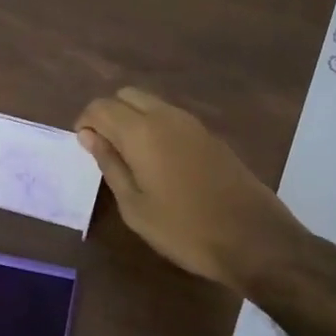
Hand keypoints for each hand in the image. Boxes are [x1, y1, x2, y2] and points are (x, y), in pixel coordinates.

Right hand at [75, 88, 304, 290]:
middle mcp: (167, 117)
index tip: (83, 147)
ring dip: (133, 120)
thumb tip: (89, 136)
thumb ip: (110, 165)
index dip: (85, 122)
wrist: (253, 240)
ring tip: (128, 158)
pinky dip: (155, 128)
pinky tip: (157, 163)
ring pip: (151, 104)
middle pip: (127, 95)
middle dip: (109, 114)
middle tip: (104, 149)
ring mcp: (193, 124)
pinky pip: (172, 119)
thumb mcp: (134, 205)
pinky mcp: (211, 137)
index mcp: (142, 132)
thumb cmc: (183, 229)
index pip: (101, 106)